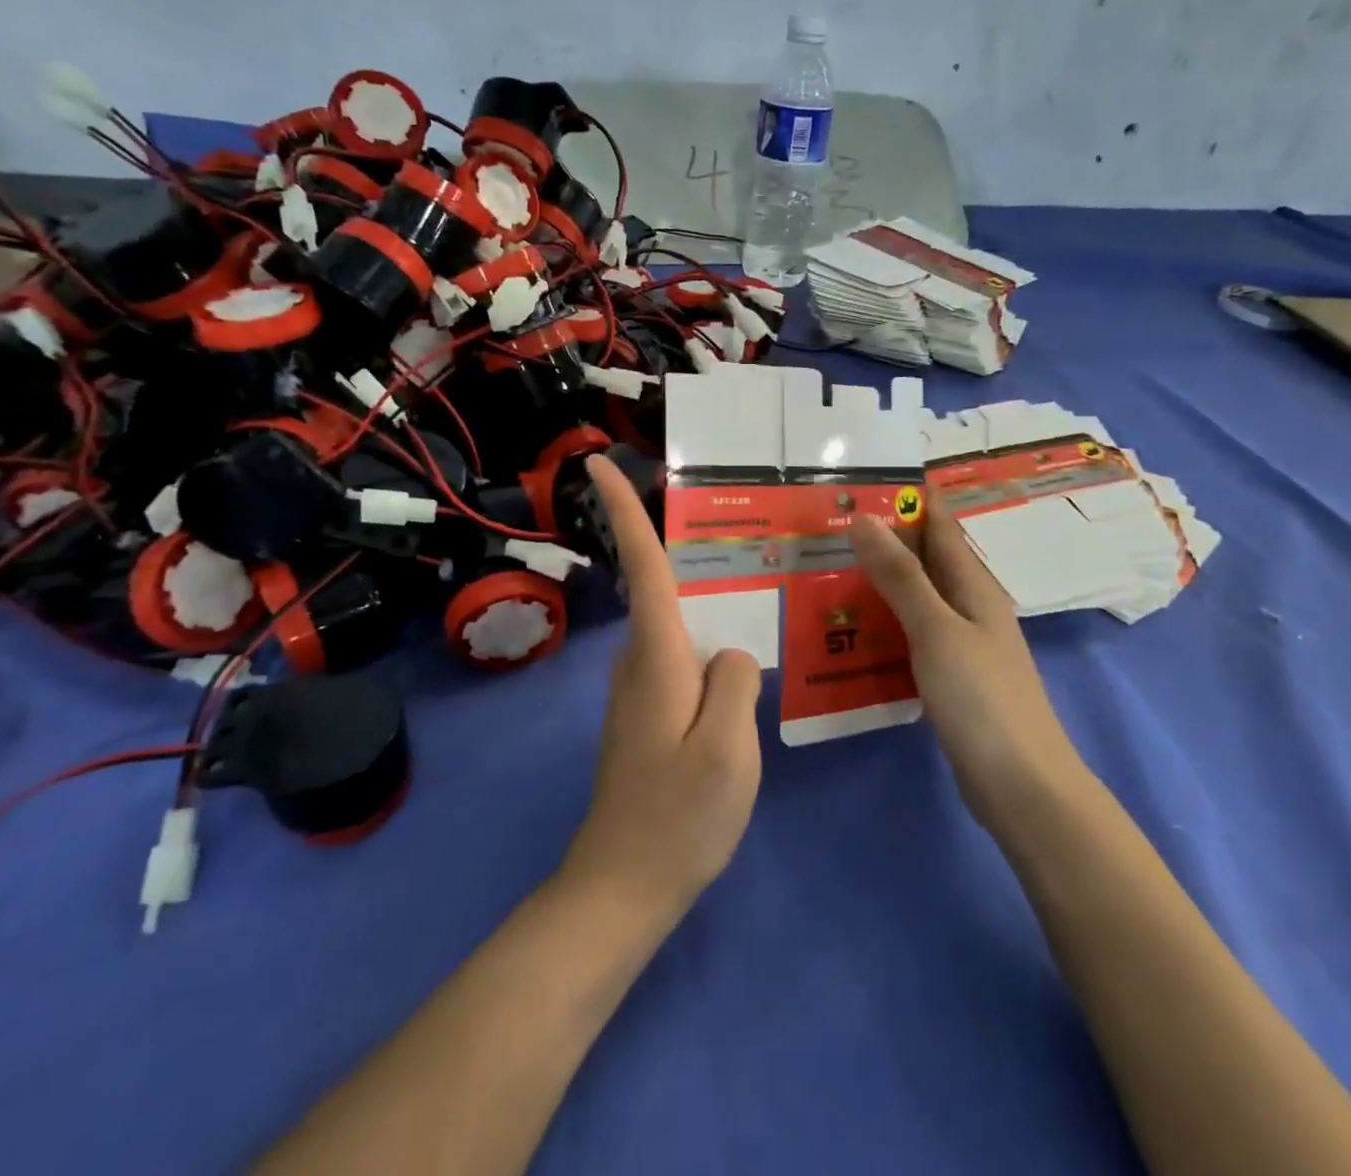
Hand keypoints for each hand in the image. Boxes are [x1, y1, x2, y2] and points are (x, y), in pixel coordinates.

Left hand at [559, 456, 763, 924]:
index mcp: (658, 656)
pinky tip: (738, 670)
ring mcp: (638, 691)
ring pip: (676, 629)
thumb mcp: (729, 749)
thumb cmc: (678, 816)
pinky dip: (705, 650)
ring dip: (702, 609)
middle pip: (660, 589)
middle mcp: (640, 662)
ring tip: (754, 599)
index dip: (621, 510)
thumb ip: (736, 683)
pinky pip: (681, 661)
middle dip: (678, 553)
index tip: (596, 463)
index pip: (642, 566)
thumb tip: (732, 653)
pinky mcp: (645, 716)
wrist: (622, 887)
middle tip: (736, 533)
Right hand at [849, 495, 1086, 827]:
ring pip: (914, 596)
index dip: (909, 496)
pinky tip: (849, 625)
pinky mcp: (949, 676)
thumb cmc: (982, 699)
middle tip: (828, 520)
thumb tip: (865, 518)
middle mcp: (969, 606)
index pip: (940, 524)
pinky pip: (909, 633)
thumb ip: (901, 576)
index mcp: (973, 585)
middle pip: (924, 558)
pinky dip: (882, 620)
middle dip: (883, 536)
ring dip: (878, 579)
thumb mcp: (936, 630)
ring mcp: (960, 643)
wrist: (1021, 787)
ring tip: (825, 564)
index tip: (864, 474)